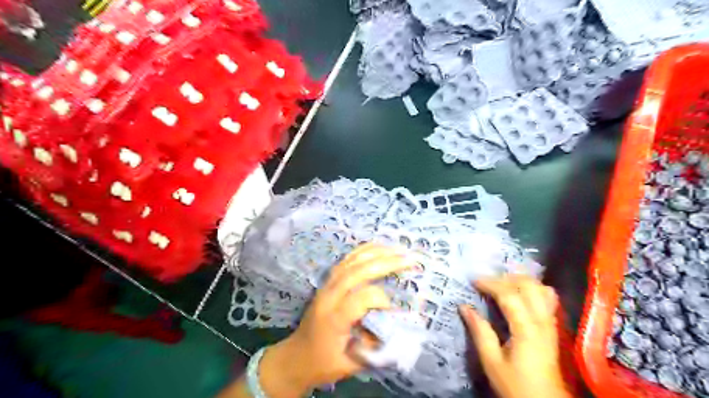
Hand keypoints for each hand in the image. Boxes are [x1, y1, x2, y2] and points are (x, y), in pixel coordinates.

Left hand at [259, 245, 416, 396]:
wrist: (295, 357)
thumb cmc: (323, 363)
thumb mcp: (350, 365)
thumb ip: (374, 349)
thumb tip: (395, 328)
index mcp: (333, 319)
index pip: (360, 298)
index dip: (381, 300)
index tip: (395, 310)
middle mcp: (328, 297)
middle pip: (356, 272)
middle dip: (385, 263)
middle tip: (409, 260)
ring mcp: (326, 286)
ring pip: (351, 261)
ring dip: (376, 252)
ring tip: (398, 249)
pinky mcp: (327, 282)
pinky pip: (346, 260)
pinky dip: (363, 251)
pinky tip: (378, 247)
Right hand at [460, 276, 568, 396]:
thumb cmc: (515, 385)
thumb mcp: (491, 362)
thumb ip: (480, 332)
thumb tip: (464, 307)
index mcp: (526, 330)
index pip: (509, 295)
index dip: (490, 283)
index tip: (473, 281)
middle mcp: (542, 321)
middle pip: (529, 285)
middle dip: (505, 277)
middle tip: (486, 281)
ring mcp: (551, 323)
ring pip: (541, 288)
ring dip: (520, 281)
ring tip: (501, 284)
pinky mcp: (553, 327)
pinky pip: (547, 298)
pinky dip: (532, 289)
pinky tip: (519, 294)